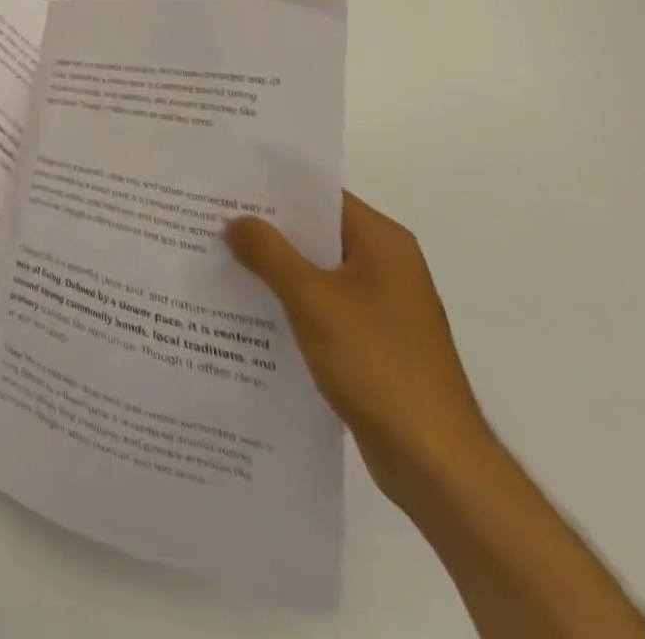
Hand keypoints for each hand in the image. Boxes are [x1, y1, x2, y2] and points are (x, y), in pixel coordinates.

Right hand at [226, 193, 491, 500]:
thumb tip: (235, 221)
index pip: (319, 194)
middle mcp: (385, 265)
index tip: (223, 181)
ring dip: (272, 265)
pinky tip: (246, 303)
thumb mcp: (311, 299)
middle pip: (314, 231)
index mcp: (382, 242)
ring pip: (313, 269)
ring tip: (216, 254)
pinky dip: (286, 299)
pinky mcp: (371, 340)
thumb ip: (268, 252)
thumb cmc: (377, 364)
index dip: (271, 186)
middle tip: (208, 216)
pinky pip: (319, 303)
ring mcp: (380, 305)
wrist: (436, 464)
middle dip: (264, 226)